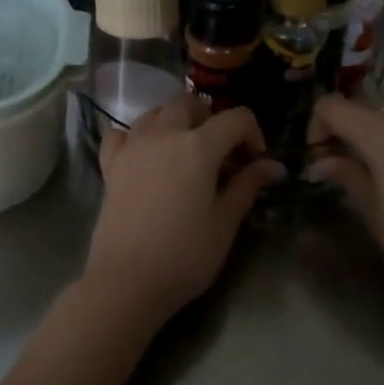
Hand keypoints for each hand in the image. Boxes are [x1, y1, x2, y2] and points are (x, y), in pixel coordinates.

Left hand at [83, 96, 283, 319]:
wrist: (127, 281)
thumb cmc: (185, 255)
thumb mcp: (225, 222)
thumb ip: (247, 186)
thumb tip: (273, 166)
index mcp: (199, 146)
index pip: (236, 118)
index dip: (253, 134)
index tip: (256, 162)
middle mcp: (164, 134)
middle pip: (189, 104)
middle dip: (210, 119)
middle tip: (220, 153)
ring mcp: (132, 147)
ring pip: (155, 112)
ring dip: (175, 121)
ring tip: (185, 152)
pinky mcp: (110, 165)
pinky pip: (120, 134)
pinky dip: (135, 136)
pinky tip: (145, 155)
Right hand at [306, 95, 383, 305]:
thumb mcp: (372, 212)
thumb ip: (346, 176)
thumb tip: (321, 162)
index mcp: (382, 134)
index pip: (333, 106)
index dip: (316, 126)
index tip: (316, 158)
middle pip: (364, 104)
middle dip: (343, 125)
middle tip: (337, 162)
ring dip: (371, 131)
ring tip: (367, 169)